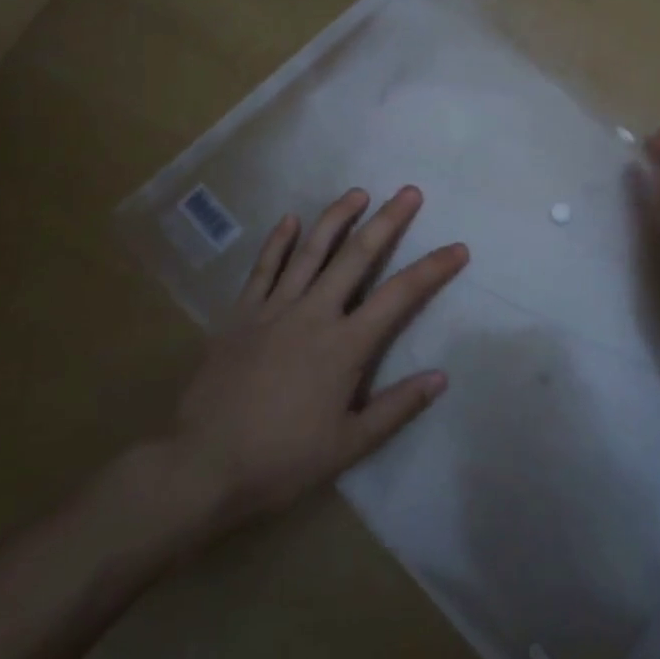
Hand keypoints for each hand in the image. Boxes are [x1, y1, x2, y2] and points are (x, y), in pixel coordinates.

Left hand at [155, 186, 466, 536]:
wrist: (202, 466)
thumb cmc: (281, 460)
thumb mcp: (348, 446)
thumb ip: (396, 408)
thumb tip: (441, 377)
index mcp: (344, 345)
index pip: (399, 296)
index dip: (432, 269)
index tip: (458, 248)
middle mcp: (313, 314)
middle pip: (357, 256)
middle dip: (387, 221)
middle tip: (409, 192)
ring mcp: (274, 309)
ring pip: (310, 251)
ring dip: (337, 218)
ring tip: (358, 193)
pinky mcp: (241, 315)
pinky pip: (263, 269)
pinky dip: (278, 242)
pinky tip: (290, 219)